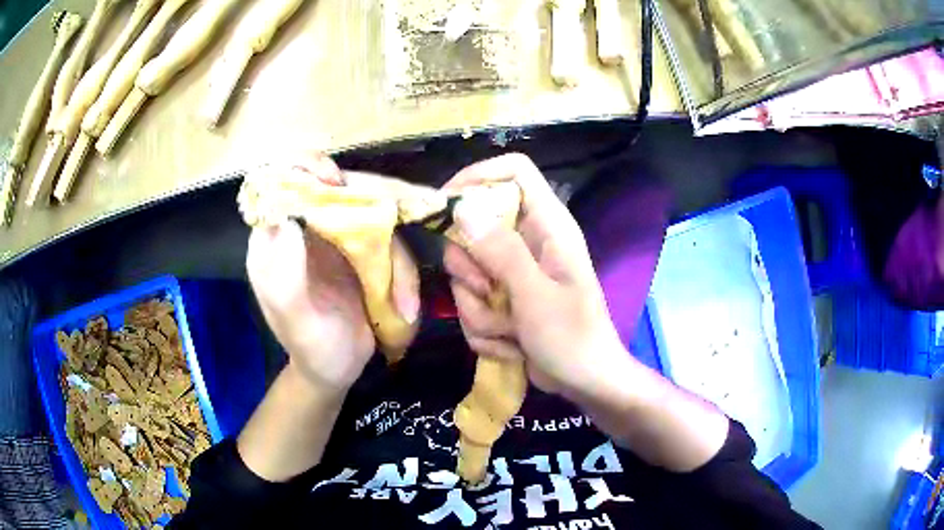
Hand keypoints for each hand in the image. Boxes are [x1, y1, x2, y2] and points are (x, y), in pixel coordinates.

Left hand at [246, 161, 419, 393]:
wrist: (336, 370)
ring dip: (396, 259)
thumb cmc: (310, 348)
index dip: (304, 169)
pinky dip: (404, 273)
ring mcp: (338, 239)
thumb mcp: (294, 321)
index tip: (333, 182)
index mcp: (276, 241)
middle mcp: (306, 230)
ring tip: (404, 305)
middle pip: (335, 188)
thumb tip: (287, 219)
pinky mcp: (364, 252)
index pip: (281, 183)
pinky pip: (391, 243)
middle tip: (390, 227)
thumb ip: (284, 277)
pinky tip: (406, 308)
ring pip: (373, 217)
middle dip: (367, 204)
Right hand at [443, 154, 626, 396]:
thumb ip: (501, 251)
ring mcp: (512, 272)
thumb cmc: (572, 338)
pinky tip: (513, 345)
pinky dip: (486, 331)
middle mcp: (527, 241)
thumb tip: (463, 208)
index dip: (478, 176)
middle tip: (489, 293)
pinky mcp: (502, 299)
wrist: (585, 382)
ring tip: (512, 331)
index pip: (513, 170)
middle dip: (471, 271)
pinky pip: (471, 304)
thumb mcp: (536, 296)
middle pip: (473, 227)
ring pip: (466, 274)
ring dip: (481, 311)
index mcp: (548, 225)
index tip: (445, 204)